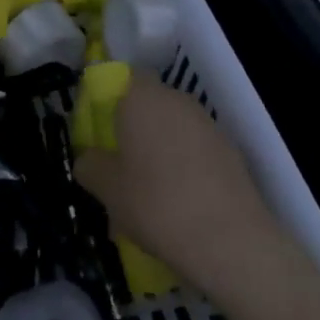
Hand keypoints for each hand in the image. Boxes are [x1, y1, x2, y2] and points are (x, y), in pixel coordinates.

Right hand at [75, 79, 279, 299]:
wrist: (231, 241)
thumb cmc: (156, 204)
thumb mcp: (107, 189)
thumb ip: (89, 165)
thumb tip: (88, 158)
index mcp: (143, 96)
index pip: (123, 79)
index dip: (110, 102)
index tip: (102, 135)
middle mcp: (176, 99)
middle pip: (149, 105)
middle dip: (135, 131)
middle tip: (121, 169)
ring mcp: (207, 124)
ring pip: (173, 130)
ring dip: (160, 152)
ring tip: (149, 196)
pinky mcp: (230, 151)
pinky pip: (196, 151)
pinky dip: (185, 169)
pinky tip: (180, 206)